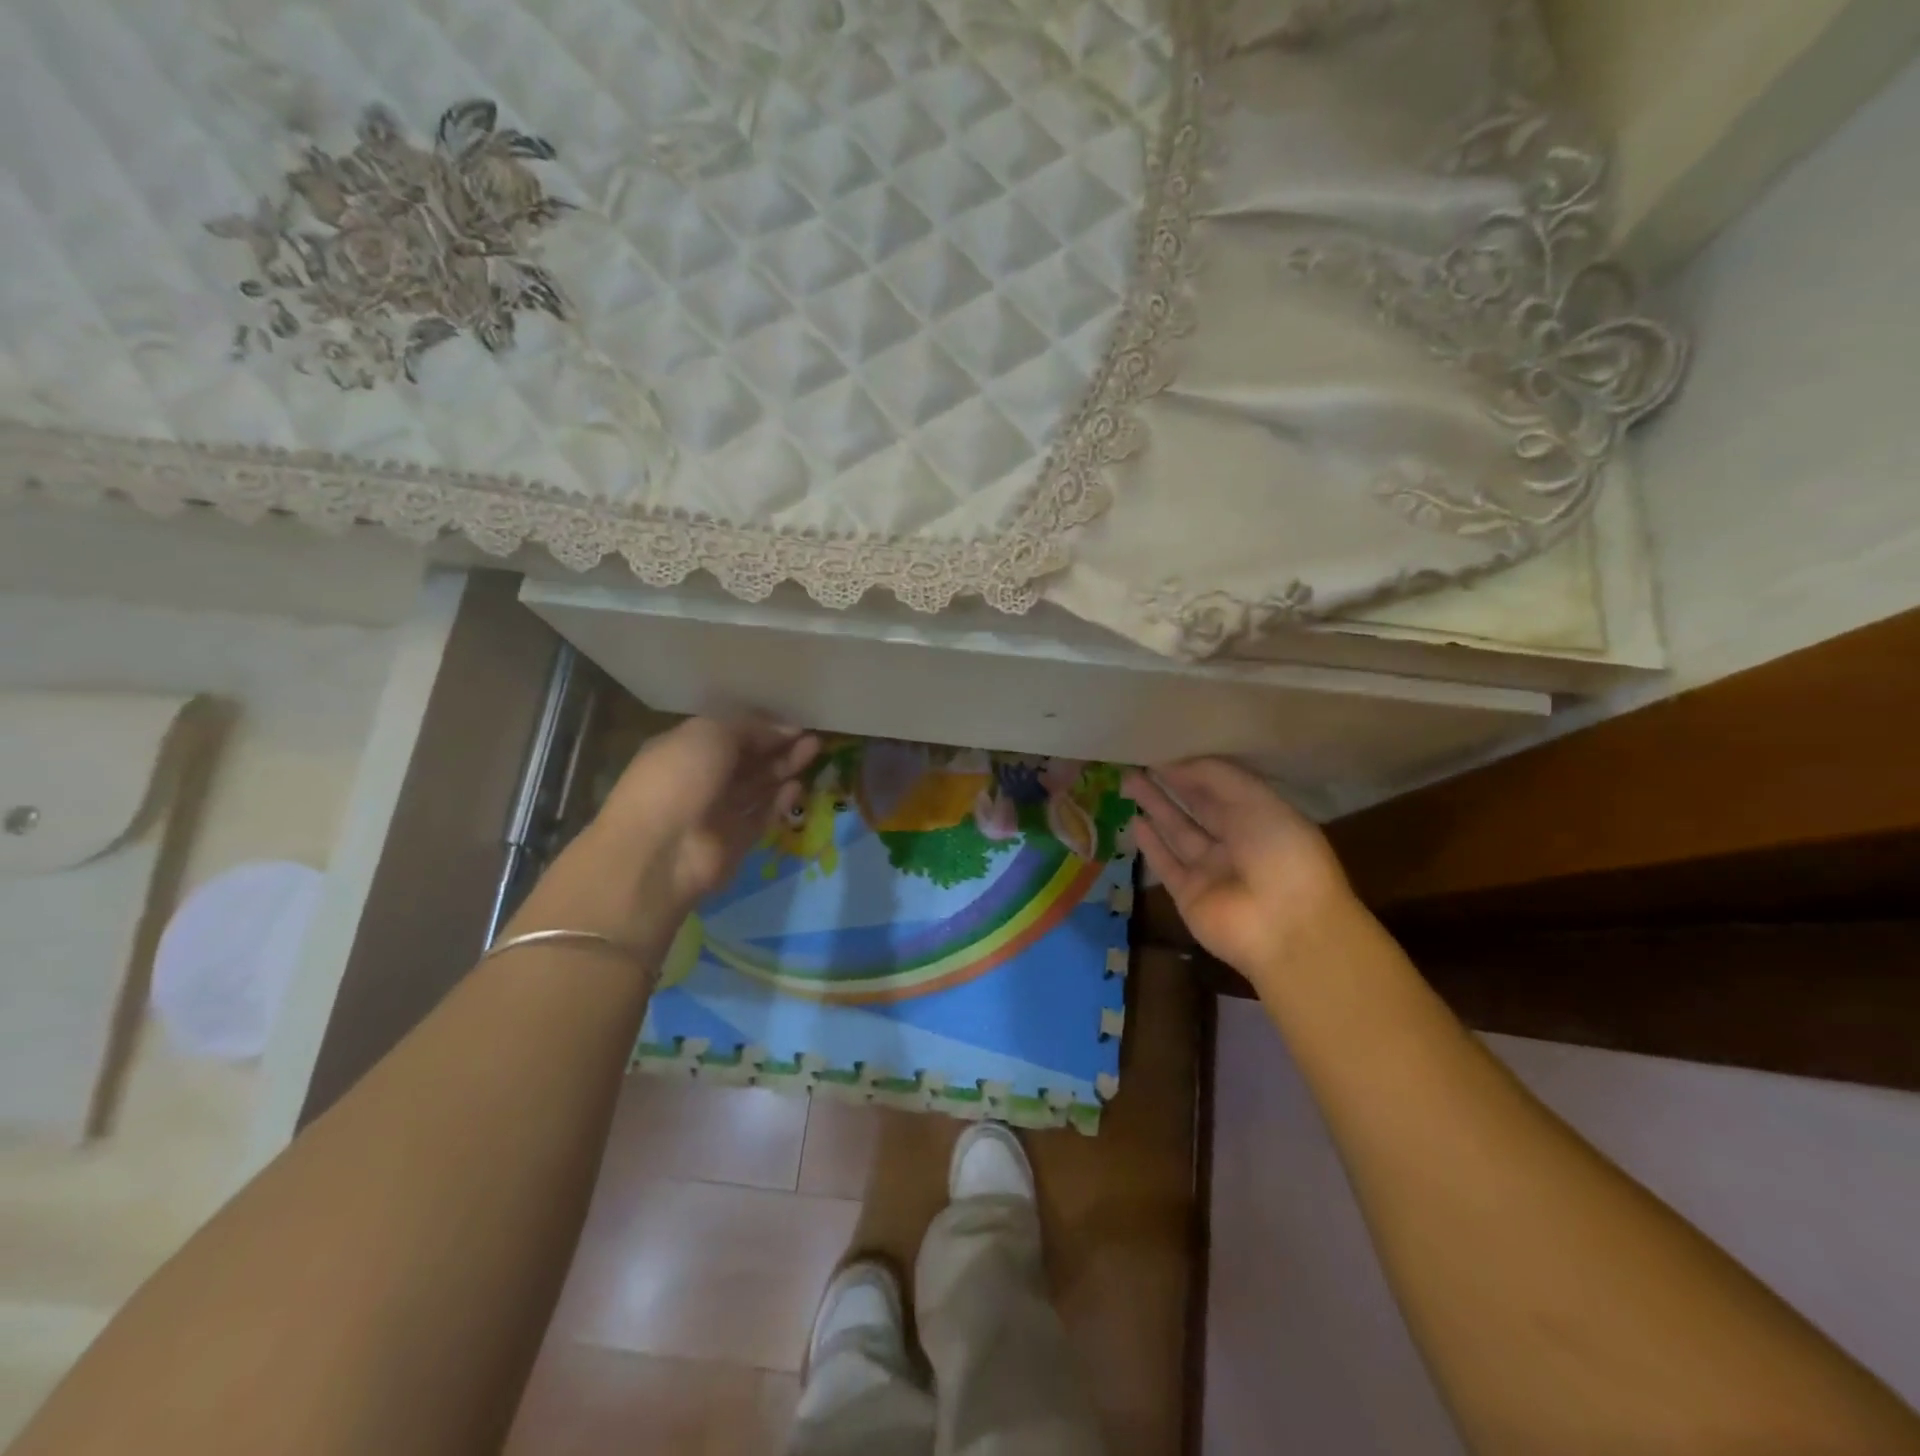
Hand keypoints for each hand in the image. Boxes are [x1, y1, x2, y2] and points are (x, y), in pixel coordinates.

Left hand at [510, 718, 817, 952]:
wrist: (660, 852)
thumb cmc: (678, 778)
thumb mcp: (710, 733)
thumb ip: (751, 727)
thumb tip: (787, 730)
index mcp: (683, 749)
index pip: (727, 732)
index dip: (760, 726)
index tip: (792, 721)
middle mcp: (699, 779)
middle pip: (746, 759)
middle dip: (777, 746)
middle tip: (812, 735)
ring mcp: (717, 812)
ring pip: (757, 786)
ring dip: (784, 768)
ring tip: (815, 751)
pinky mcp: (735, 841)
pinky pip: (761, 816)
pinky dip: (780, 801)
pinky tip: (798, 786)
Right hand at [1123, 759, 1358, 987]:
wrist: (1287, 927)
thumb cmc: (1282, 854)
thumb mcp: (1257, 801)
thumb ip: (1216, 776)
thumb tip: (1174, 764)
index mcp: (1262, 818)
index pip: (1223, 788)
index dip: (1195, 769)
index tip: (1164, 749)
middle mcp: (1237, 843)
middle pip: (1197, 808)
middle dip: (1171, 784)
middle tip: (1139, 761)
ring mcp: (1212, 871)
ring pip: (1178, 832)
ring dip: (1156, 807)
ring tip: (1129, 781)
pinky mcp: (1189, 894)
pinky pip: (1167, 864)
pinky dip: (1151, 844)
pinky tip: (1134, 821)